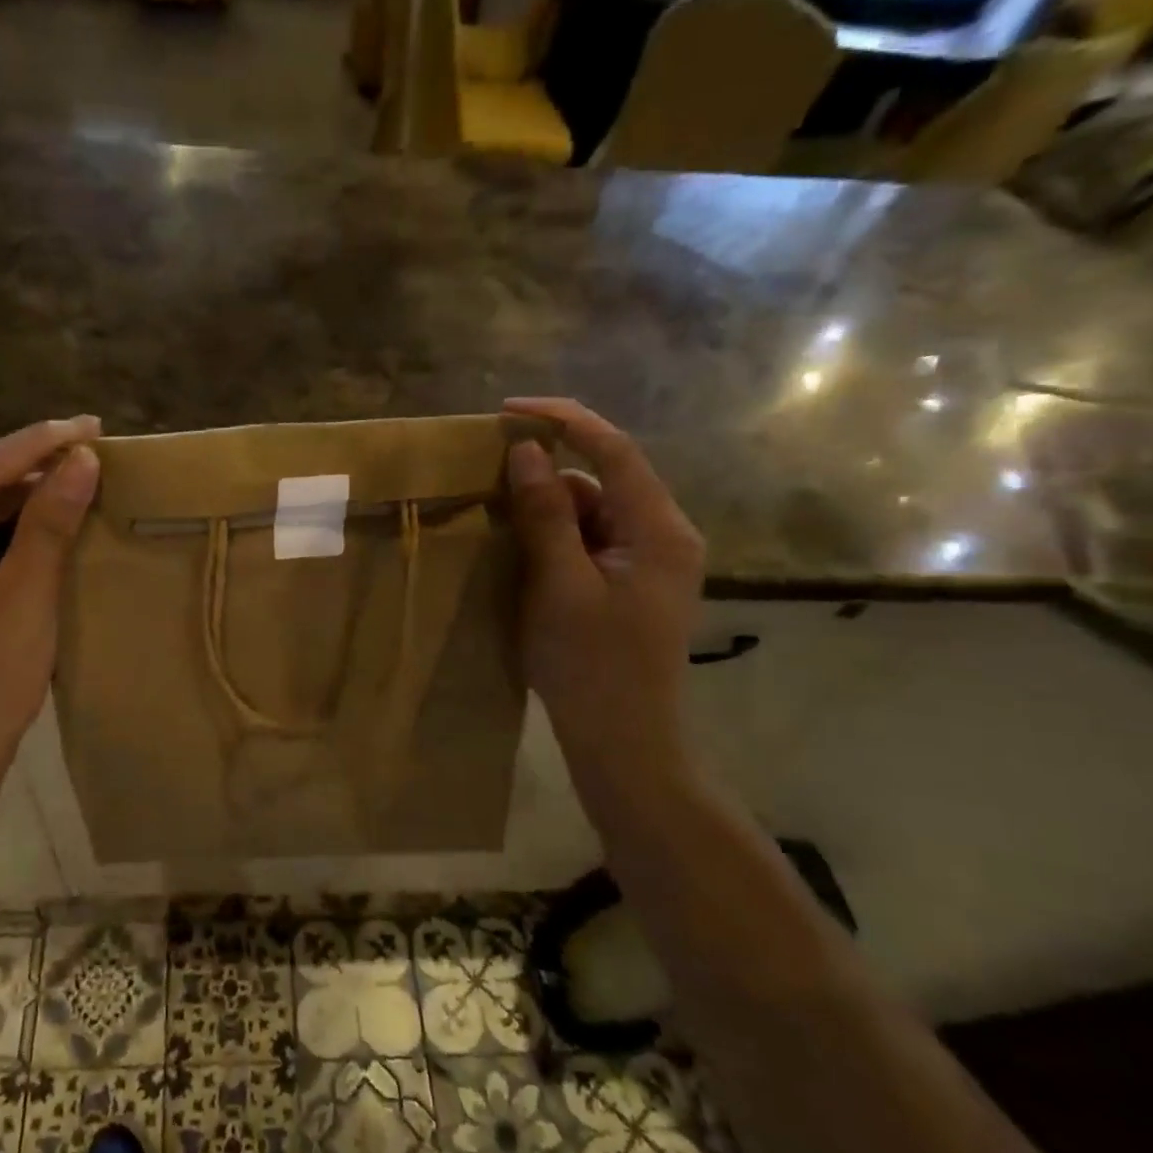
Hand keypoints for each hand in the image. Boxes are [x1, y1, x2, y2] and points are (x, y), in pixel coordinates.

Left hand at [0, 416, 100, 778]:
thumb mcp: (26, 600)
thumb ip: (50, 526)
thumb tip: (82, 461)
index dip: (35, 443)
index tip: (89, 425)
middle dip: (33, 467)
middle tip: (93, 450)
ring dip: (27, 499)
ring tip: (82, 481)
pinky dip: (15, 533)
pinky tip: (53, 528)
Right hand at [503, 398, 703, 773]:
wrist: (622, 743)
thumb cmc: (591, 666)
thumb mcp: (559, 584)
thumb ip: (545, 513)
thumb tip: (525, 450)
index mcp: (659, 530)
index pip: (614, 450)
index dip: (563, 420)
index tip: (508, 410)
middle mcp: (663, 535)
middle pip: (602, 479)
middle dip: (547, 473)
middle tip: (489, 475)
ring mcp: (649, 561)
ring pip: (592, 511)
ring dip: (547, 510)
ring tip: (499, 525)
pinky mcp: (630, 583)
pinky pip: (589, 540)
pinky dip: (555, 538)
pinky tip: (522, 555)